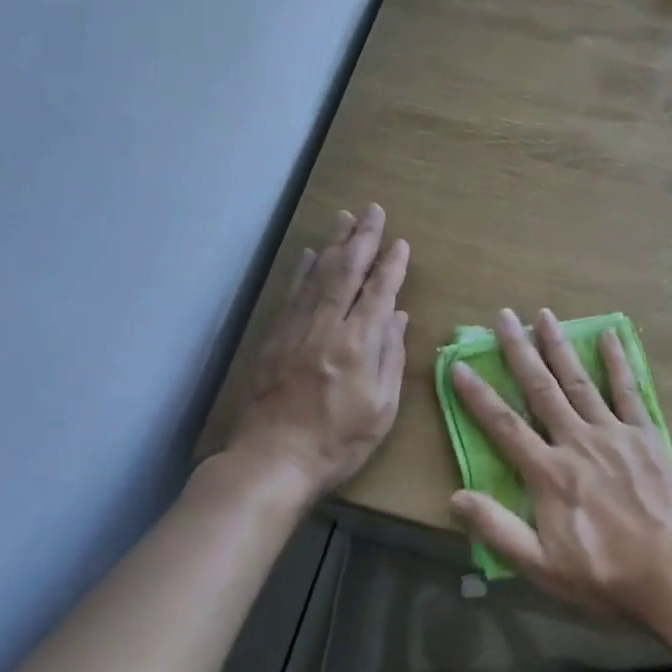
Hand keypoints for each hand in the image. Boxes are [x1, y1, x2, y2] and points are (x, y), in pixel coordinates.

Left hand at [230, 205, 408, 501]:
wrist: (271, 461)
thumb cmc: (337, 442)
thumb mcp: (381, 409)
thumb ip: (390, 357)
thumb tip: (397, 316)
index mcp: (358, 344)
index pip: (379, 292)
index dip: (392, 265)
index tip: (401, 242)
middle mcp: (327, 326)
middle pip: (346, 271)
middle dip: (363, 237)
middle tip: (373, 210)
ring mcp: (296, 328)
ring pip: (318, 274)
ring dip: (333, 243)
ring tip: (345, 217)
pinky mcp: (275, 337)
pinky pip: (292, 293)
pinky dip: (303, 270)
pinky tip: (309, 254)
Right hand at [448, 308, 671, 623]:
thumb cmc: (605, 574)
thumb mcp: (542, 565)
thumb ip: (497, 529)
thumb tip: (454, 497)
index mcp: (549, 472)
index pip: (504, 425)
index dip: (478, 395)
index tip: (459, 366)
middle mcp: (577, 440)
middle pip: (541, 388)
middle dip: (519, 350)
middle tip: (504, 316)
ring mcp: (614, 432)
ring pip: (579, 380)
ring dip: (560, 345)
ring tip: (544, 314)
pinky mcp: (646, 435)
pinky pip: (628, 391)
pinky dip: (617, 362)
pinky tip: (610, 335)